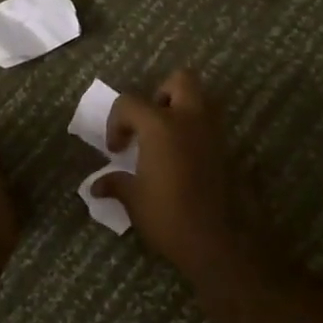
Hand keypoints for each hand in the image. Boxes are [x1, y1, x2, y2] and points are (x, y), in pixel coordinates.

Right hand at [92, 70, 258, 282]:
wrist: (217, 242)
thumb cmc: (168, 216)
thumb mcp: (134, 200)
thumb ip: (116, 184)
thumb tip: (96, 185)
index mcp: (160, 125)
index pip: (130, 103)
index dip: (116, 122)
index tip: (116, 149)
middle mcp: (189, 119)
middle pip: (180, 81)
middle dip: (162, 94)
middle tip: (148, 124)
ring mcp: (213, 133)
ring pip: (201, 100)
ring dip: (182, 110)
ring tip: (166, 140)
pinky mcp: (227, 150)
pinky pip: (210, 127)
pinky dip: (196, 133)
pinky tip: (183, 160)